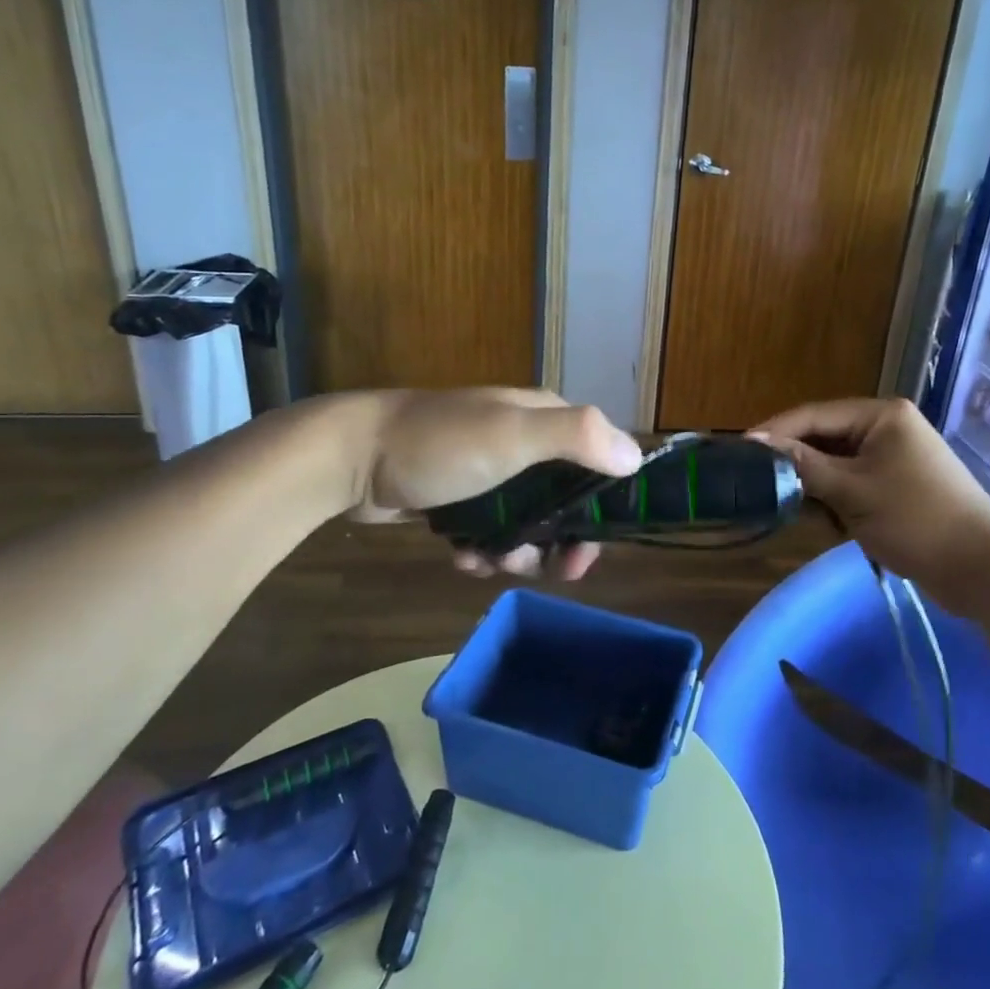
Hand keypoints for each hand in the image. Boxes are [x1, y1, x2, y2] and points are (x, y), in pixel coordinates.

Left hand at [348, 388, 643, 580]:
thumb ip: (577, 438)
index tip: (589, 548)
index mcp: (543, 419)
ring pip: (527, 524)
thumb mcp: (512, 434)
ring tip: (487, 559)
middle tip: (543, 569)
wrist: (353, 458)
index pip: (596, 463)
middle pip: (564, 502)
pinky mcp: (459, 498)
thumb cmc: (441, 444)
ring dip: (516, 552)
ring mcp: (489, 472)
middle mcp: (523, 442)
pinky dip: (483, 550)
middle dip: (556, 541)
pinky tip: (462, 555)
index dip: (602, 508)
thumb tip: (636, 458)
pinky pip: (490, 532)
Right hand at [752, 398, 989, 601]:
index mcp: (881, 416)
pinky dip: (836, 503)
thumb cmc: (917, 520)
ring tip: (797, 511)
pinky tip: (829, 526)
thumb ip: (803, 465)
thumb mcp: (853, 492)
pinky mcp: (895, 488)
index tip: (739, 452)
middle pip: (823, 440)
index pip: (813, 415)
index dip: (775, 433)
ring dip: (816, 489)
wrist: (983, 571)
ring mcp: (892, 459)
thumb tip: (757, 443)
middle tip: (759, 486)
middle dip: (796, 466)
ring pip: (834, 466)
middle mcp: (885, 429)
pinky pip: (851, 486)